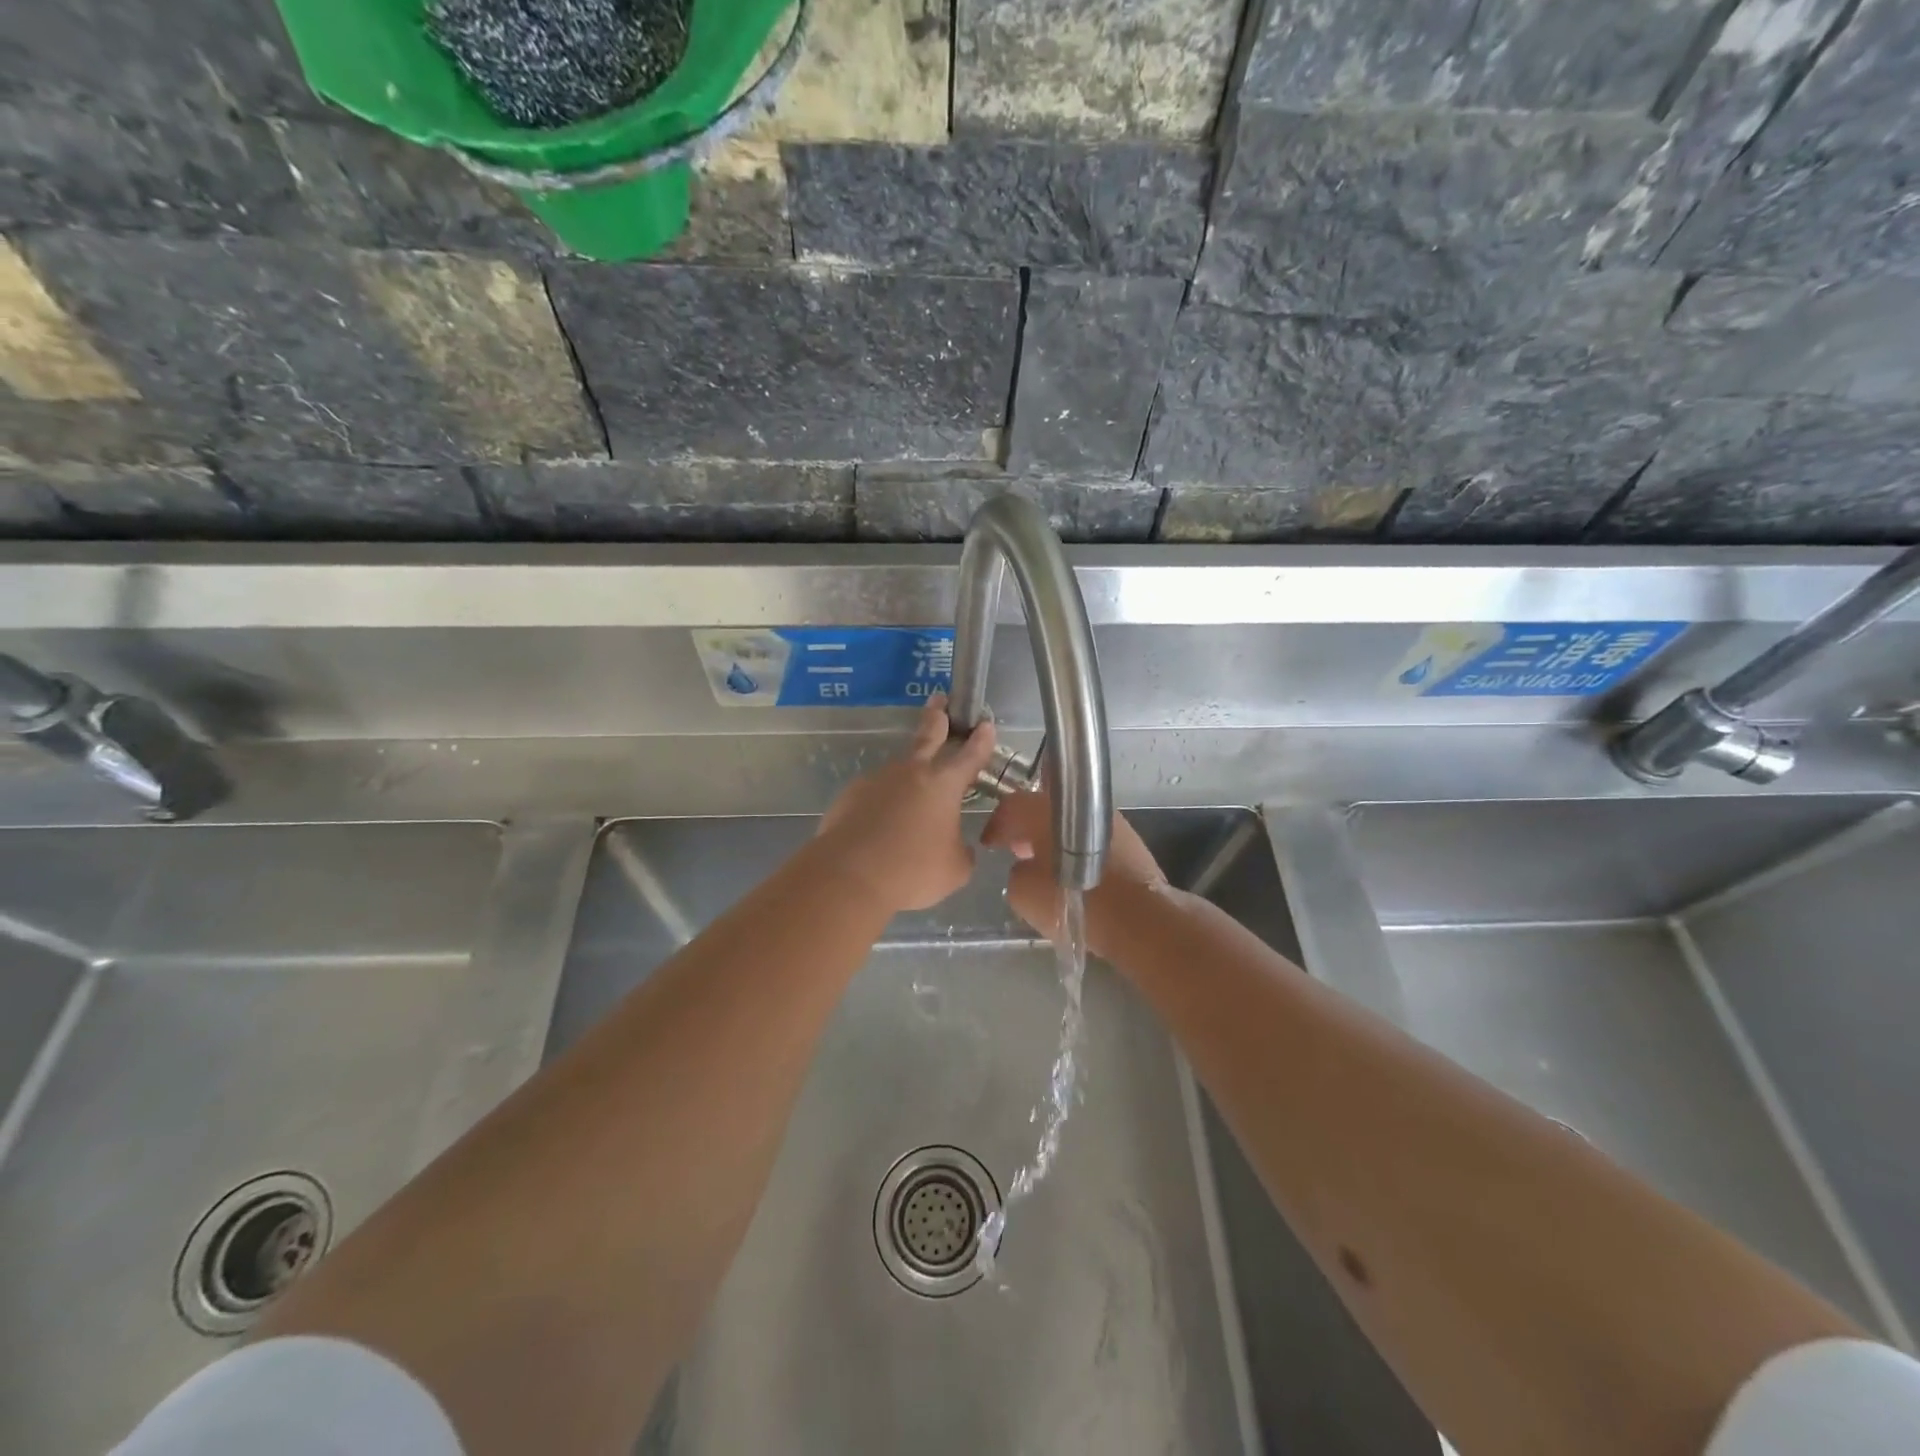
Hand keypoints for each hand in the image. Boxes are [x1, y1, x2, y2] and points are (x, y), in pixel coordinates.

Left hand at [816, 695, 997, 912]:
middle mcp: (910, 772)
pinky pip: (873, 797)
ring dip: (906, 781)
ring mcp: (877, 780)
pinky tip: (879, 829)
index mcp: (943, 784)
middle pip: (927, 736)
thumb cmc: (912, 871)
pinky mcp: (850, 795)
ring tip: (907, 810)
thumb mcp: (954, 869)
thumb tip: (957, 846)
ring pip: (898, 773)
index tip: (985, 723)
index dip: (981, 740)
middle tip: (939, 699)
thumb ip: (961, 851)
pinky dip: (880, 807)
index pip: (970, 755)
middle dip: (937, 716)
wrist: (849, 876)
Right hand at [981, 789, 1166, 955]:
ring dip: (1055, 837)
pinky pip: (1092, 837)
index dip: (997, 824)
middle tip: (1016, 849)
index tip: (990, 843)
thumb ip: (1016, 872)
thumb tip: (1024, 867)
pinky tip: (1074, 872)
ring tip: (1046, 864)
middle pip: (1044, 807)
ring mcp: (1108, 818)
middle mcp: (1079, 803)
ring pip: (1071, 821)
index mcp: (1046, 809)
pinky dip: (1078, 848)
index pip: (1013, 805)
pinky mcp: (1129, 838)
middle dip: (1028, 826)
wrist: (1137, 916)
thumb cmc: (1074, 900)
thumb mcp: (1024, 893)